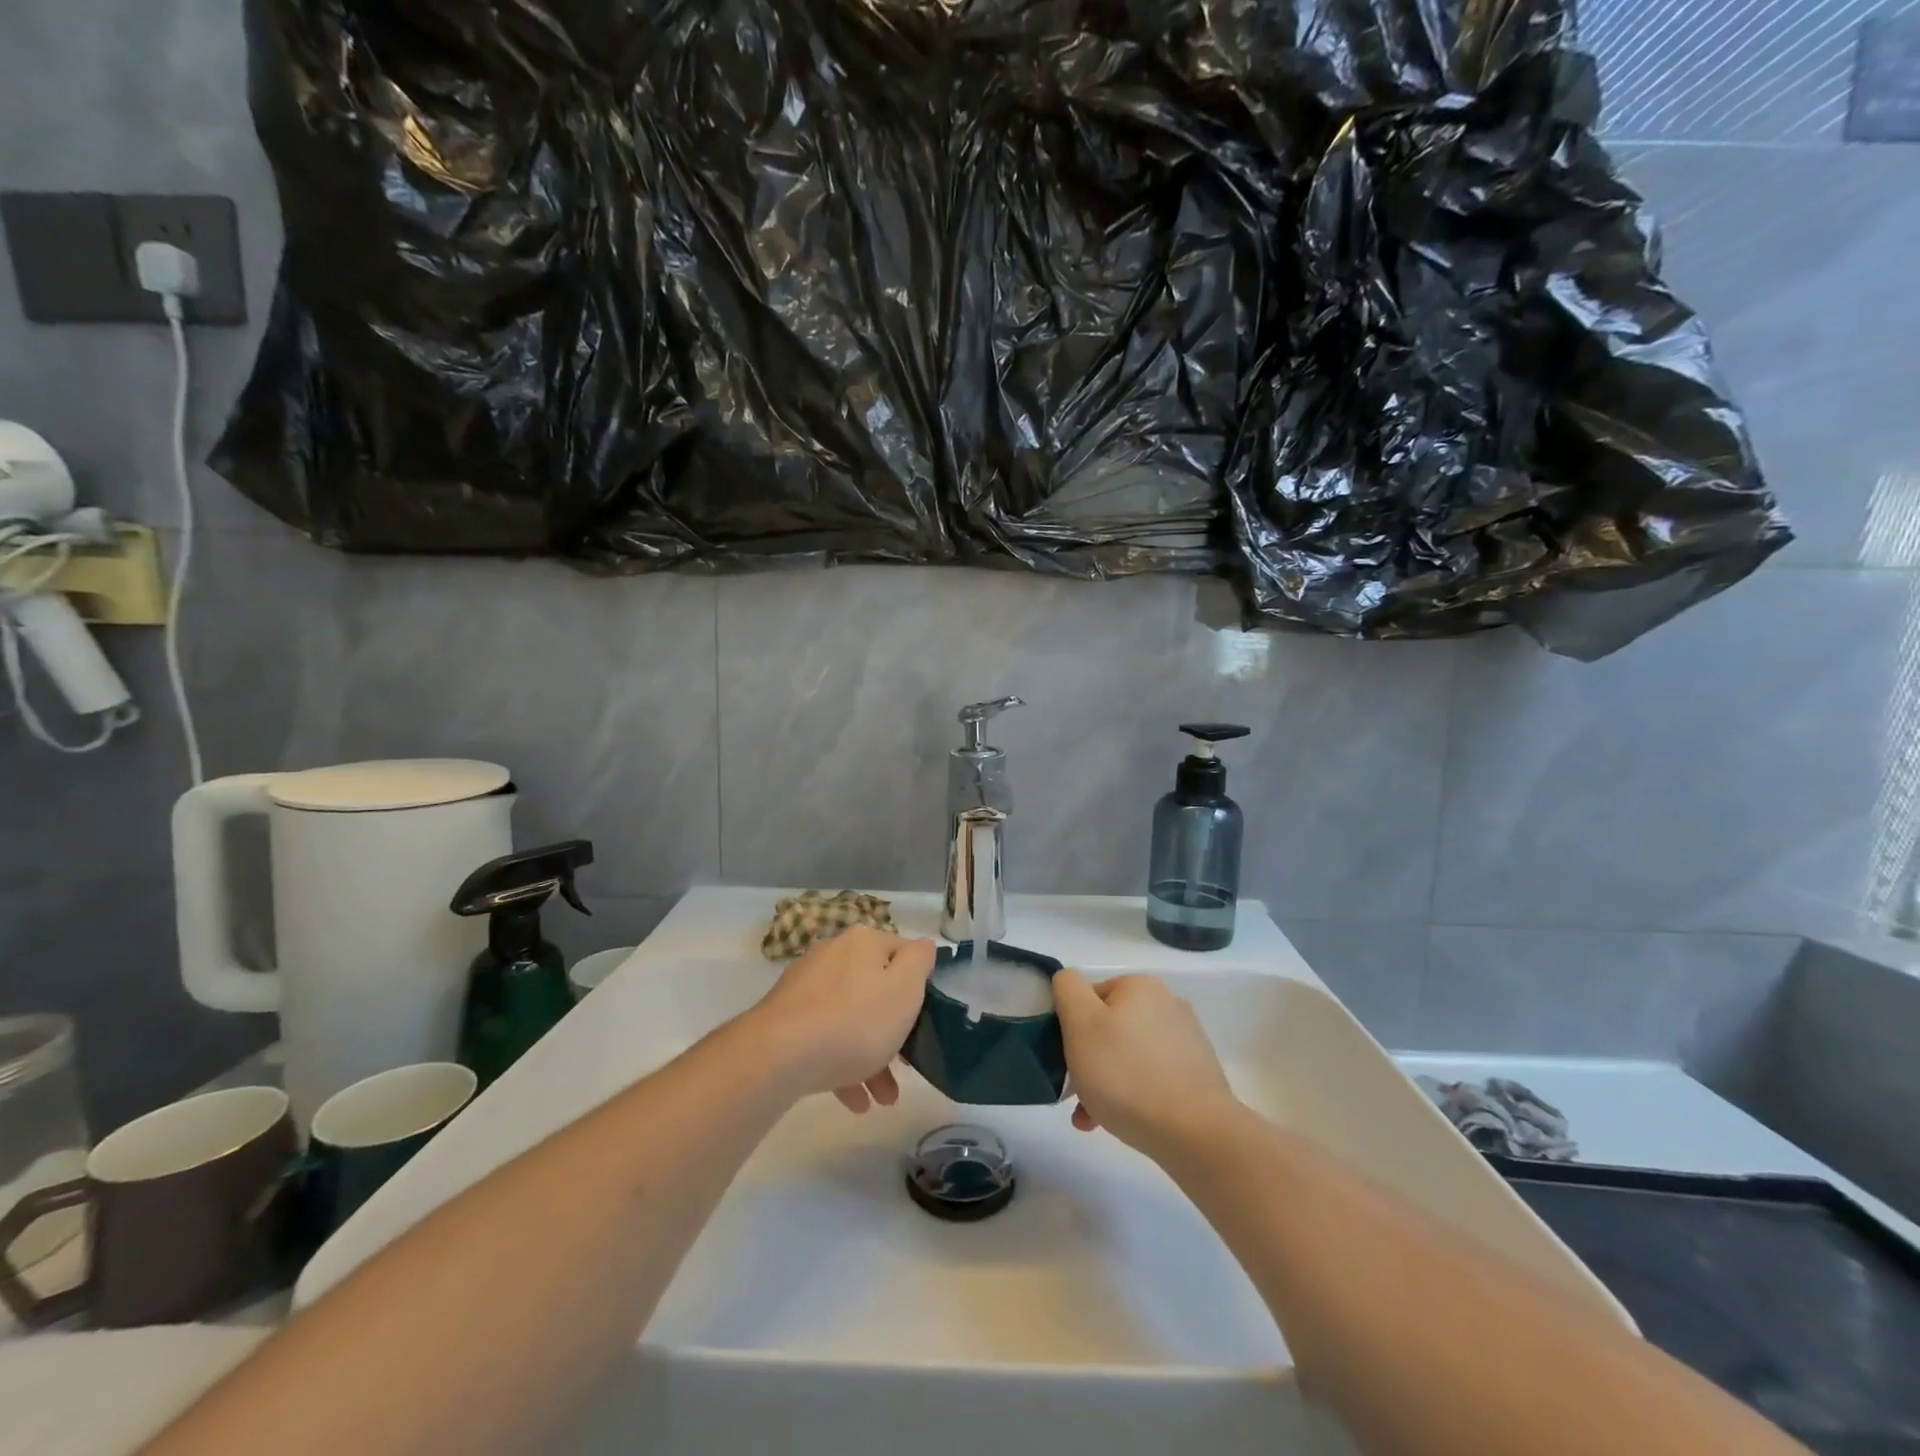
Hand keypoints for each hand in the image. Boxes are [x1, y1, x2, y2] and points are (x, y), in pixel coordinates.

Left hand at [749, 926, 935, 1113]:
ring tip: (883, 1098)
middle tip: (906, 1066)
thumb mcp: (905, 989)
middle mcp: (833, 955)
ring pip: (850, 1018)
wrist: (779, 1056)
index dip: (919, 984)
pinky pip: (824, 1037)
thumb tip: (922, 946)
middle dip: (894, 1031)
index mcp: (863, 942)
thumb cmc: (855, 1021)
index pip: (903, 953)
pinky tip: (854, 1100)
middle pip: (875, 990)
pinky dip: (841, 1065)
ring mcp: (805, 986)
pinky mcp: (786, 1018)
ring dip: (871, 1056)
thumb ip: (919, 962)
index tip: (926, 1020)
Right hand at [1053, 969, 1238, 1160]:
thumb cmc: (1127, 1074)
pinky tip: (1121, 1122)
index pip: (1089, 998)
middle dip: (1088, 1060)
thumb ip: (1068, 989)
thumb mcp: (1080, 1023)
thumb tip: (1069, 981)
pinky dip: (1132, 1094)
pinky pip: (1152, 1076)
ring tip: (1092, 1119)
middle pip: (1109, 1027)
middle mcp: (1167, 1003)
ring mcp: (1186, 1040)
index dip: (1072, 1028)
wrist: (1196, 1133)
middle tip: (1076, 1096)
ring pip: (1128, 1055)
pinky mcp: (1197, 1074)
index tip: (1067, 1061)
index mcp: (1140, 986)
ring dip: (1106, 1081)